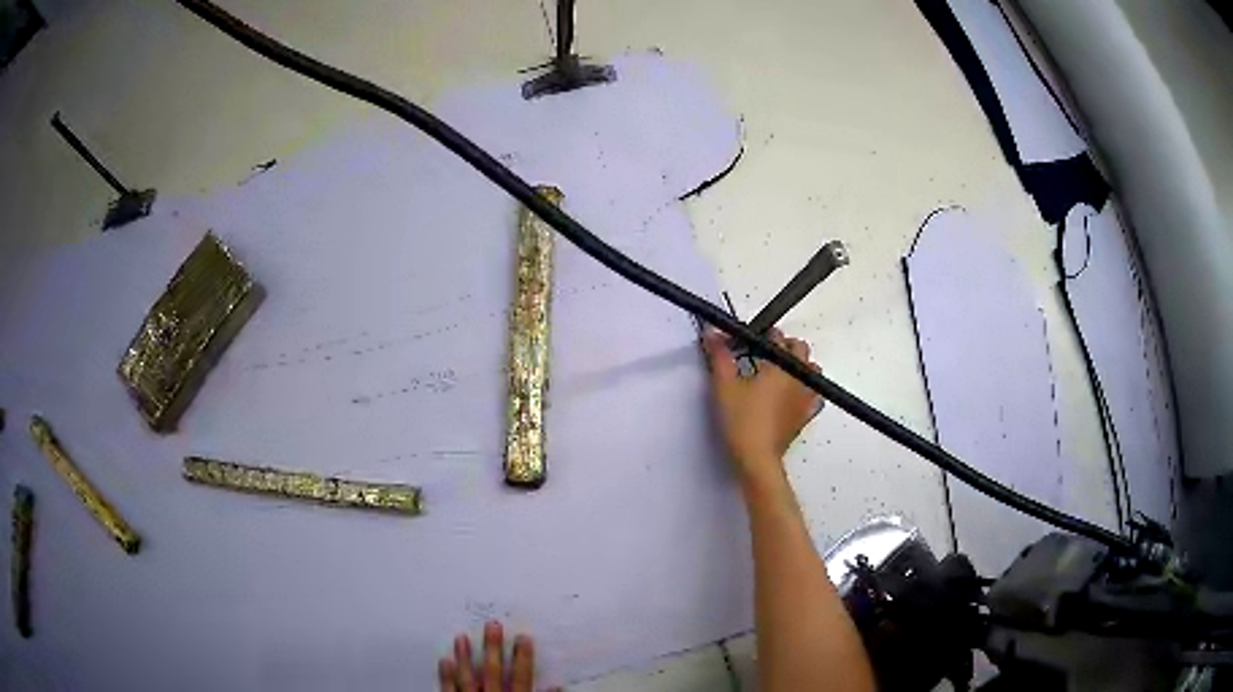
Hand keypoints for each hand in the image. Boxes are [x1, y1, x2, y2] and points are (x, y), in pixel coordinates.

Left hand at [439, 621, 557, 691]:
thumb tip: (557, 686)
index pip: (521, 678)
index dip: (523, 658)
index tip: (524, 638)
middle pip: (493, 672)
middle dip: (493, 648)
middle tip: (493, 626)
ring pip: (468, 678)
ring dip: (465, 657)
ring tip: (462, 636)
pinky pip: (448, 689)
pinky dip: (446, 676)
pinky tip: (444, 659)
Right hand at [702, 327, 821, 487]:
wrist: (757, 458)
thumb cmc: (742, 420)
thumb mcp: (724, 386)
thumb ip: (719, 356)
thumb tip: (712, 333)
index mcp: (782, 365)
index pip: (778, 337)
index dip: (762, 334)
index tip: (747, 341)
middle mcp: (799, 377)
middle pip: (800, 349)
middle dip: (784, 346)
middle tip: (762, 353)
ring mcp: (806, 397)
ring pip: (811, 369)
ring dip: (798, 365)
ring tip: (778, 372)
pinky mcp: (805, 416)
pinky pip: (814, 395)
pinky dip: (806, 389)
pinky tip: (792, 395)